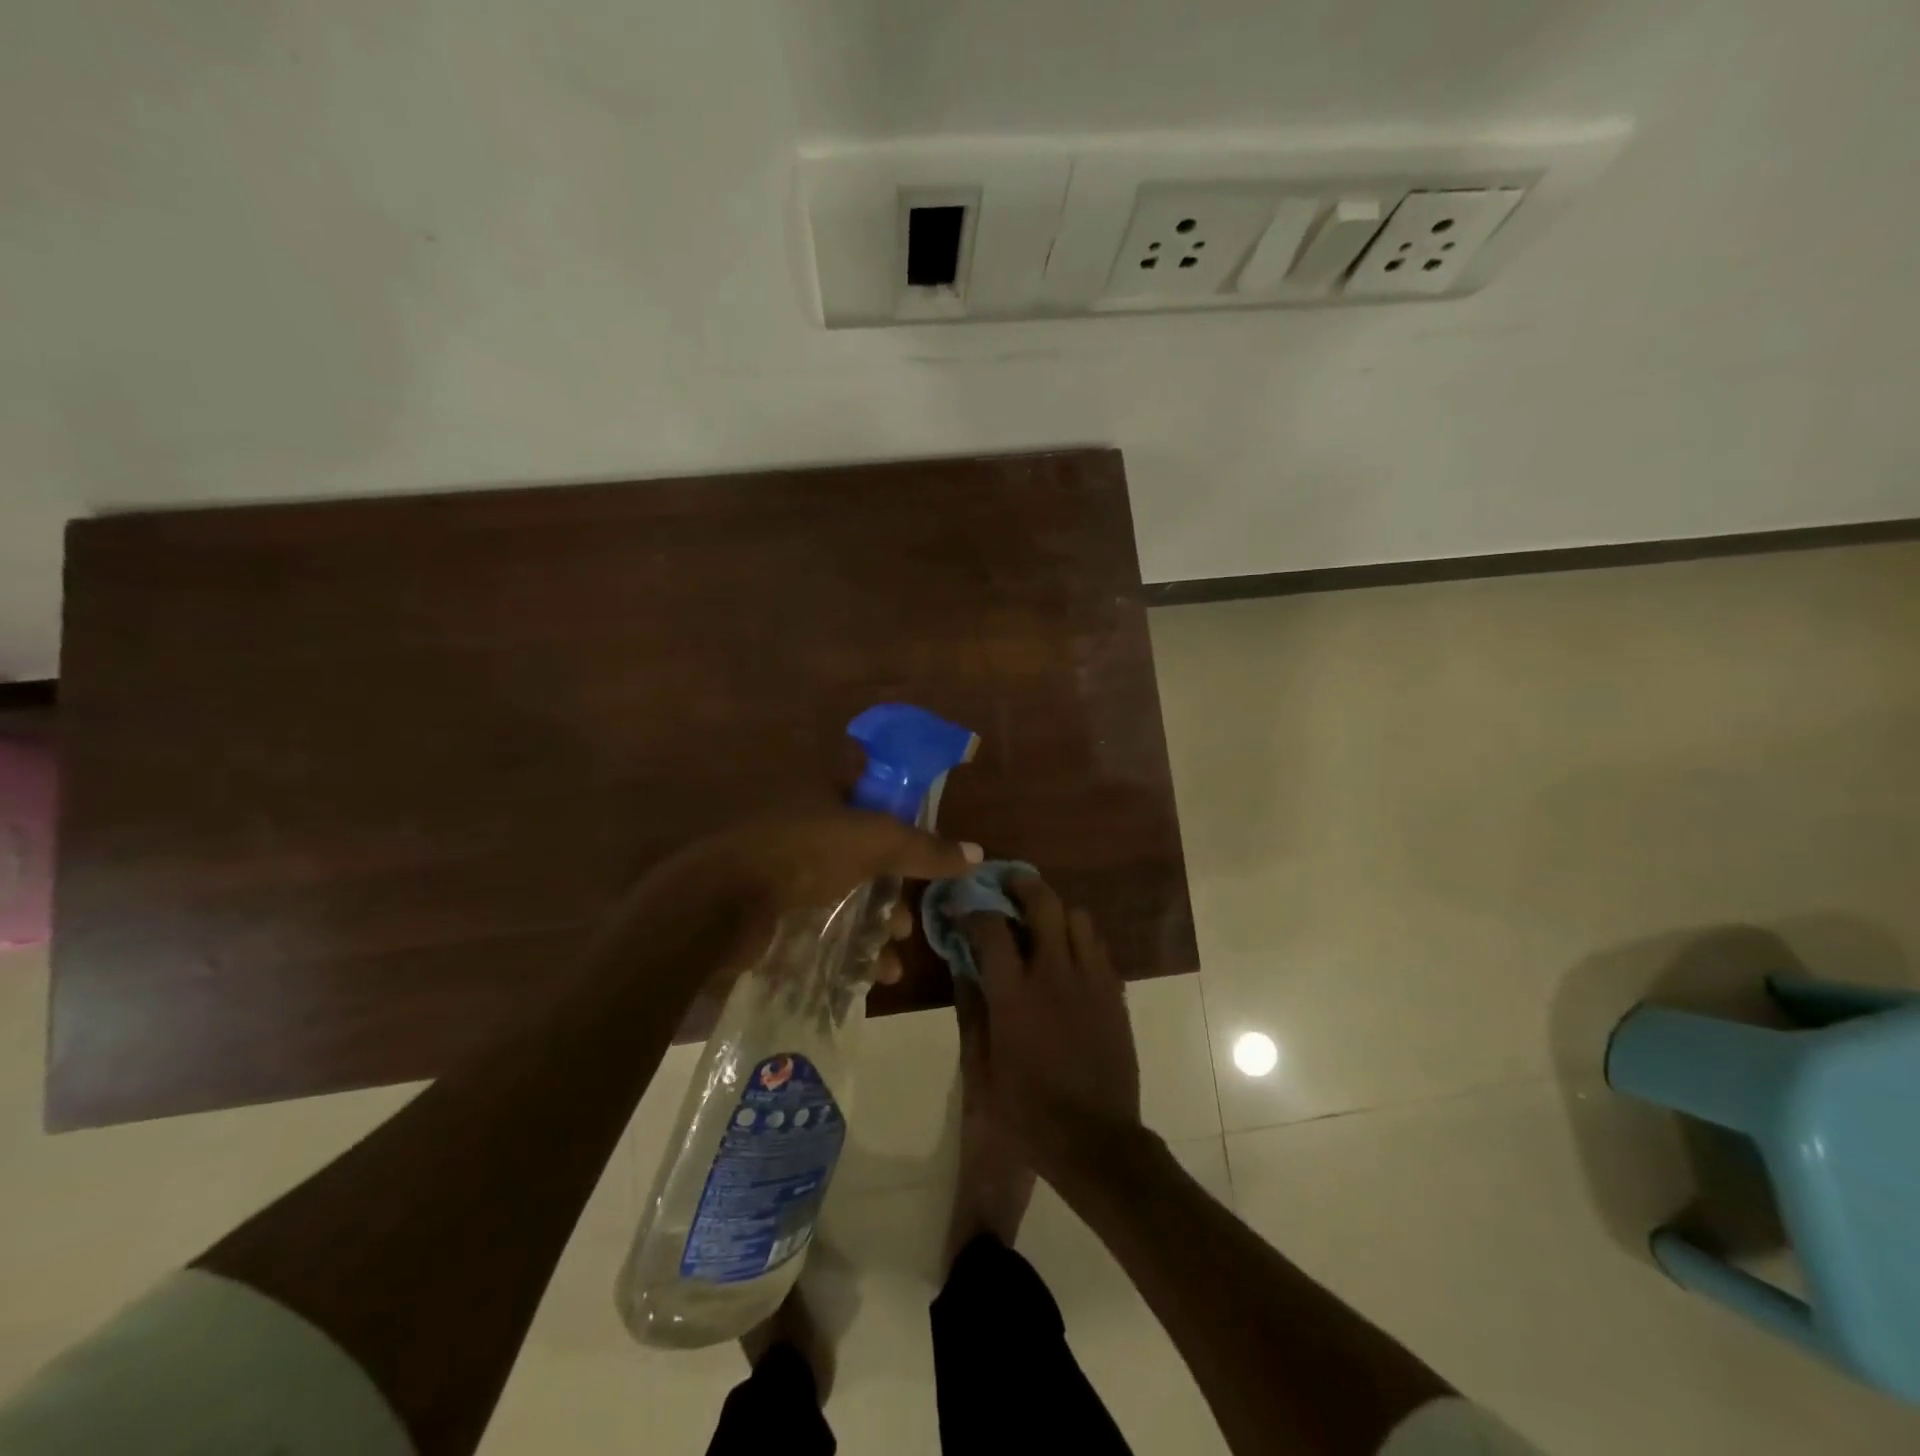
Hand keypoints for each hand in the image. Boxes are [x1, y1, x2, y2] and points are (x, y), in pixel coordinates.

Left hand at [611, 809, 982, 986]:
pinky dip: (850, 948)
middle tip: (908, 915)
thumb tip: (977, 854)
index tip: (927, 840)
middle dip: (894, 887)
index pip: (872, 785)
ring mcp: (787, 868)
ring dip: (876, 924)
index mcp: (824, 791)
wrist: (719, 904)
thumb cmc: (803, 852)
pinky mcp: (773, 909)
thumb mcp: (874, 842)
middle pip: (866, 851)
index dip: (903, 808)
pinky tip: (871, 975)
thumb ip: (925, 848)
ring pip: (847, 893)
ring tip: (891, 952)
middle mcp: (806, 824)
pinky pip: (824, 925)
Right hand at [960, 876, 1141, 1174]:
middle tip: (1007, 883)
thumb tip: (962, 970)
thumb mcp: (981, 1070)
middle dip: (1022, 884)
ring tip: (1041, 922)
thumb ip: (971, 1013)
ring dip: (1056, 911)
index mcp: (1014, 994)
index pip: (991, 928)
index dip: (973, 908)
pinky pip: (1099, 947)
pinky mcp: (1115, 994)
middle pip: (1043, 903)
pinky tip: (1068, 956)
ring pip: (1078, 917)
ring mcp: (1091, 980)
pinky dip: (1079, 939)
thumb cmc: (1028, 1112)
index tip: (962, 904)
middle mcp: (1055, 973)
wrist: (1096, 1140)